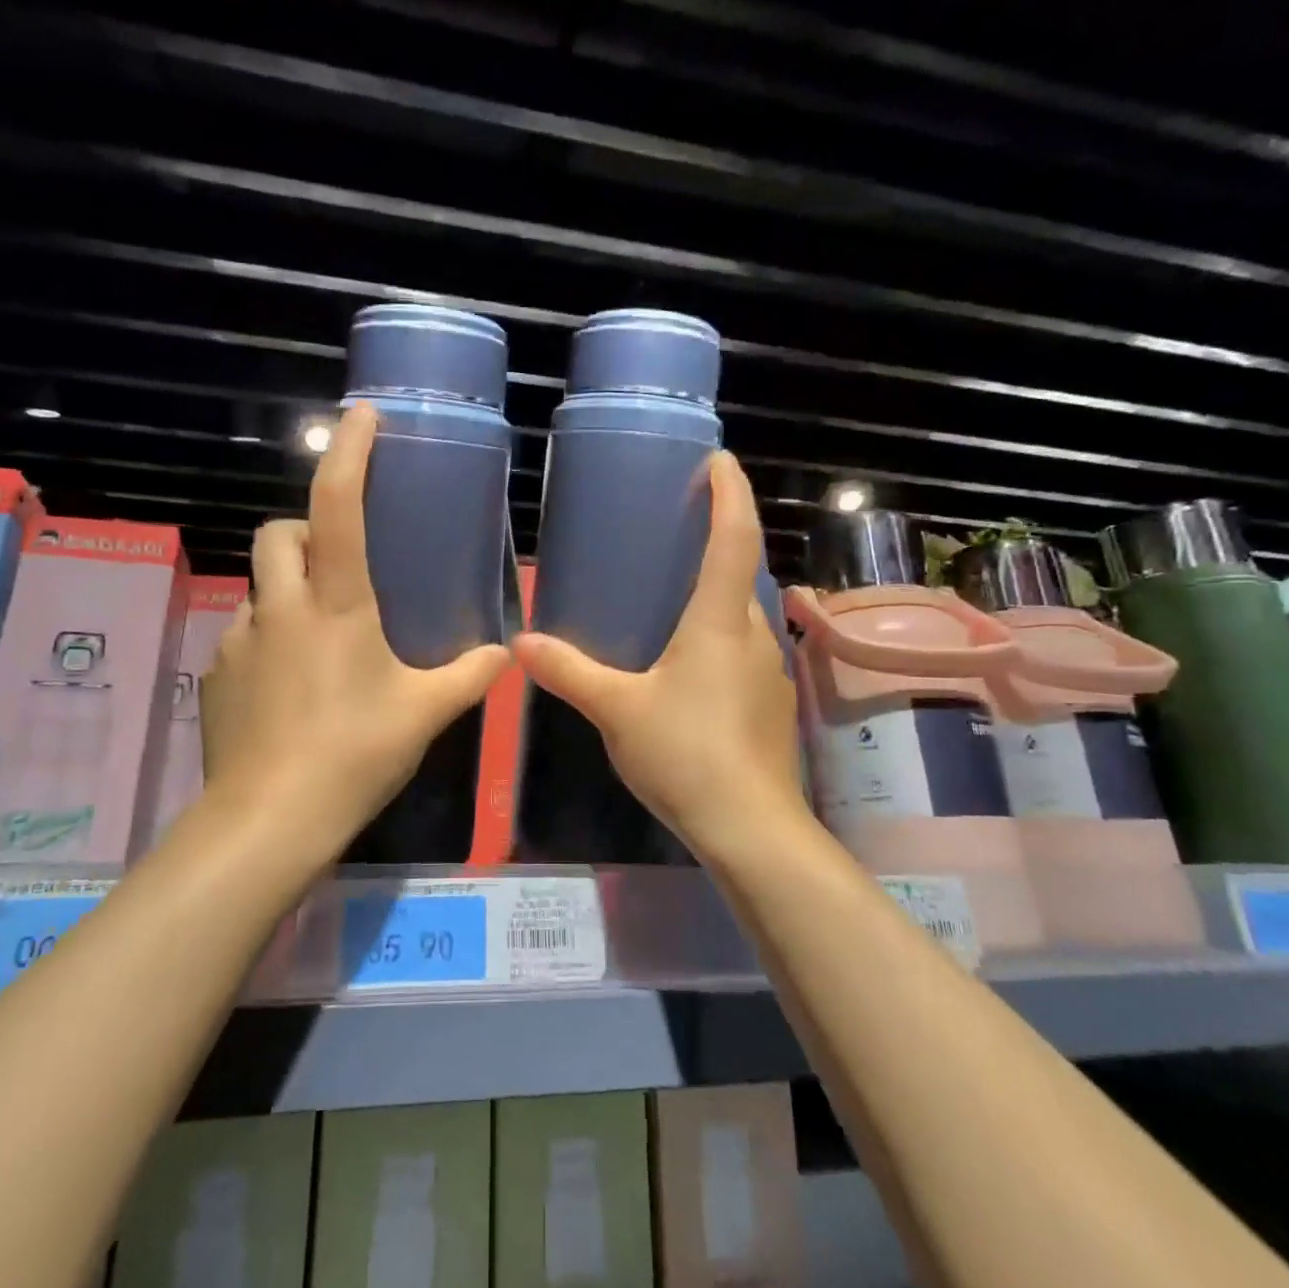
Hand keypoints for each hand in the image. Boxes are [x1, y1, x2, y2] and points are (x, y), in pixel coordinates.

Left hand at [197, 403, 510, 858]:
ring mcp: (239, 639)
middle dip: (305, 529)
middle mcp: (280, 606)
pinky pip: (244, 634)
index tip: (361, 416)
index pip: (338, 505)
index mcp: (336, 603)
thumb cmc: (354, 753)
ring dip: (287, 590)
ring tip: (319, 636)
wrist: (268, 819)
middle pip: (278, 532)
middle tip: (339, 563)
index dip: (349, 452)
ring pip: (259, 586)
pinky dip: (268, 638)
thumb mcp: (423, 713)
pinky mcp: (216, 674)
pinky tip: (290, 685)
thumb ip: (468, 677)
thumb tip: (504, 654)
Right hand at [510, 451, 803, 857]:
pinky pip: (741, 649)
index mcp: (719, 622)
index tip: (719, 459)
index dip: (729, 493)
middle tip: (679, 525)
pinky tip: (684, 660)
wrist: (751, 828)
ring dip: (715, 592)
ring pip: (741, 615)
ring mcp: (767, 671)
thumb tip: (520, 645)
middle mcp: (753, 635)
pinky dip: (716, 634)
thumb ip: (569, 672)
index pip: (734, 538)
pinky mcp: (768, 703)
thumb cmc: (686, 754)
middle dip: (718, 539)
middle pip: (741, 572)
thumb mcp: (617, 710)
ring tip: (672, 591)